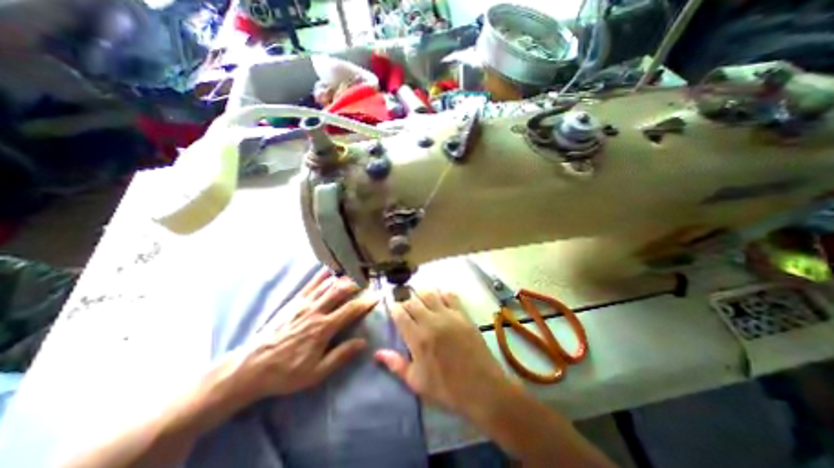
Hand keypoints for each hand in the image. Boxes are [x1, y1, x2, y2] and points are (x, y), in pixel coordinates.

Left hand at [209, 267, 377, 409]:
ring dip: (342, 278)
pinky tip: (329, 270)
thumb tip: (363, 342)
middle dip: (356, 284)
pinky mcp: (293, 302)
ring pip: (327, 285)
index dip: (366, 302)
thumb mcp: (316, 373)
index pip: (350, 310)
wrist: (251, 367)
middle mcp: (315, 311)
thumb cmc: (286, 373)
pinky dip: (321, 276)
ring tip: (354, 273)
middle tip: (367, 281)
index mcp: (323, 328)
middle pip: (340, 291)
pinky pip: (310, 285)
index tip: (377, 296)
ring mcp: (303, 304)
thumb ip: (341, 356)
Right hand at [374, 291, 516, 418]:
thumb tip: (377, 352)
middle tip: (406, 306)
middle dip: (406, 300)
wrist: (482, 388)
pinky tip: (440, 298)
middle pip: (413, 301)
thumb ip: (396, 364)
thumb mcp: (417, 382)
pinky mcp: (463, 314)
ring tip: (420, 299)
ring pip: (430, 293)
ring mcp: (448, 315)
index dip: (394, 308)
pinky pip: (450, 295)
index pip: (400, 314)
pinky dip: (442, 293)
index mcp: (418, 338)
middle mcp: (431, 321)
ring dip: (421, 293)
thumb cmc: (447, 389)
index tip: (393, 309)